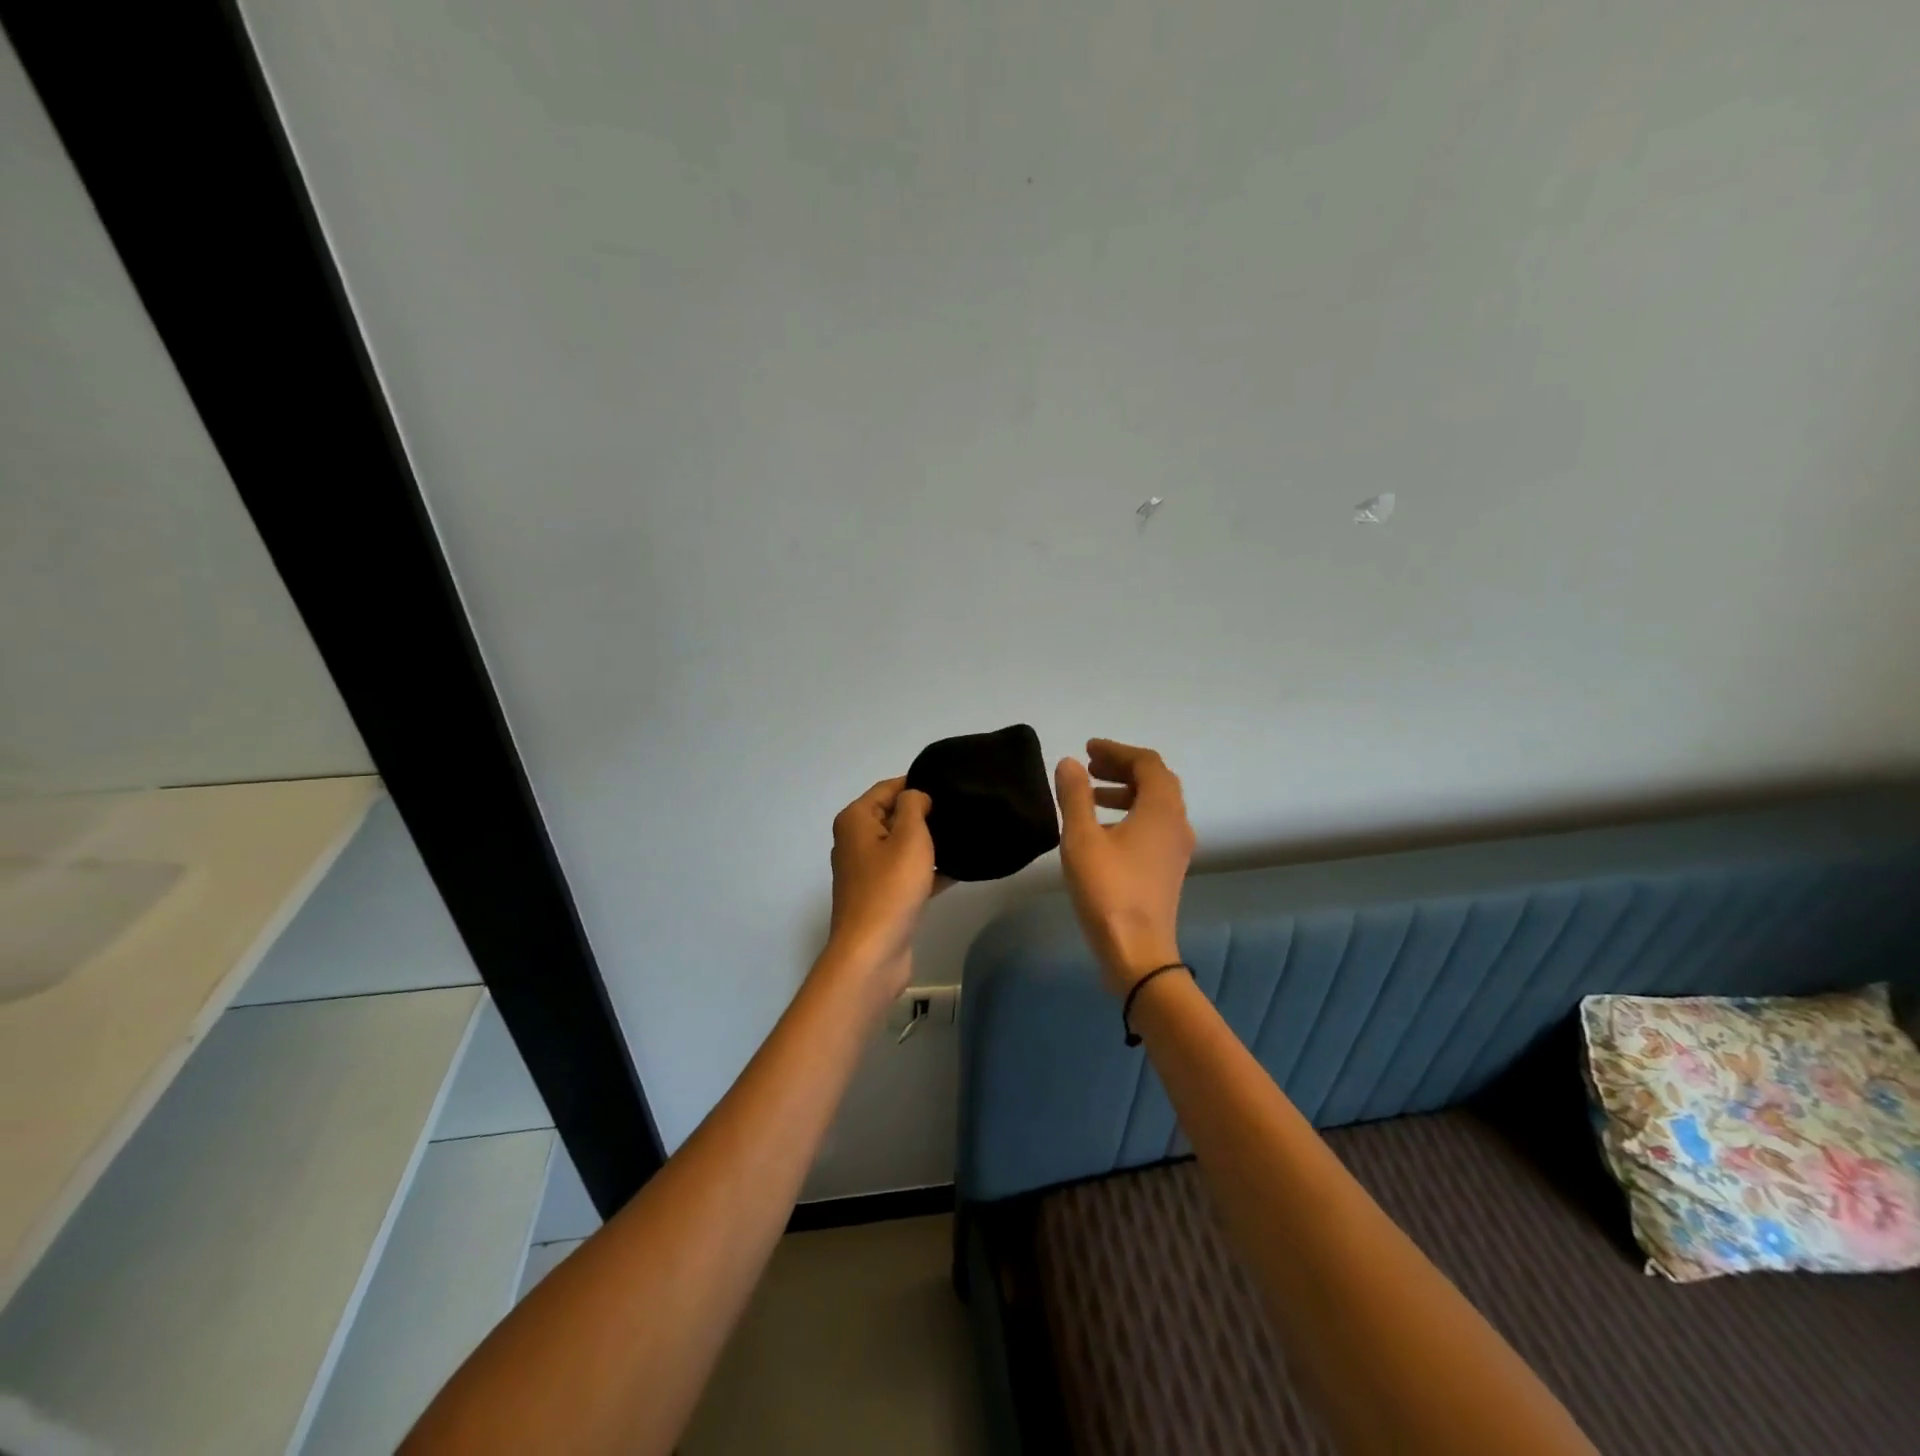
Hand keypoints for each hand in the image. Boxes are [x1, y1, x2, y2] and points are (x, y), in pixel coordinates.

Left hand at [825, 777, 938, 1002]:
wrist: (872, 953)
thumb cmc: (890, 887)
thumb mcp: (909, 836)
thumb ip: (914, 806)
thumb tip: (916, 796)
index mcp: (855, 820)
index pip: (887, 788)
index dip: (916, 784)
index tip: (949, 786)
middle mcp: (855, 841)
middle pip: (893, 815)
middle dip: (924, 814)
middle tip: (960, 812)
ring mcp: (866, 871)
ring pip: (902, 846)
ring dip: (928, 844)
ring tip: (963, 838)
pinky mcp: (880, 896)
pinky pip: (906, 872)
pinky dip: (927, 870)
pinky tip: (957, 871)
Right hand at [1055, 740, 1195, 995]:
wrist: (1137, 951)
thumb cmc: (1108, 890)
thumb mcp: (1082, 839)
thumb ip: (1075, 796)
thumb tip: (1070, 764)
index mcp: (1161, 809)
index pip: (1147, 763)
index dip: (1117, 751)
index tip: (1088, 749)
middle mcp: (1177, 823)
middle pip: (1156, 781)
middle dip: (1122, 768)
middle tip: (1090, 767)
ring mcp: (1176, 848)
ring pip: (1156, 805)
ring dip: (1125, 791)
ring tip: (1091, 795)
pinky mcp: (1168, 868)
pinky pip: (1154, 826)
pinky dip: (1130, 814)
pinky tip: (1102, 830)